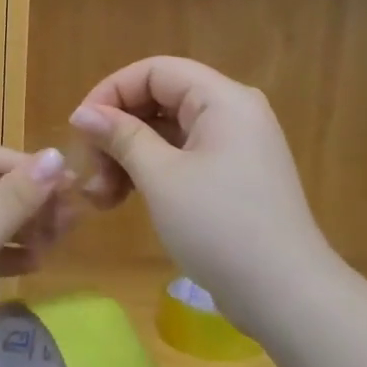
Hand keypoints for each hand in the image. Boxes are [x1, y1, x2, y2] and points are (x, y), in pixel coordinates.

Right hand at [69, 57, 329, 327]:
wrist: (287, 295)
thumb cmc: (220, 227)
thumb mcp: (161, 177)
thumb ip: (121, 137)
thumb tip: (83, 113)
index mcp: (223, 99)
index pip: (155, 71)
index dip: (111, 92)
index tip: (80, 130)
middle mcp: (233, 112)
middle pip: (160, 99)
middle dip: (118, 131)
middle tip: (90, 173)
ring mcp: (236, 146)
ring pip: (168, 131)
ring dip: (129, 156)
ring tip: (102, 197)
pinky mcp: (234, 176)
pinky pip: (183, 156)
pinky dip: (152, 171)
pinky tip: (126, 199)